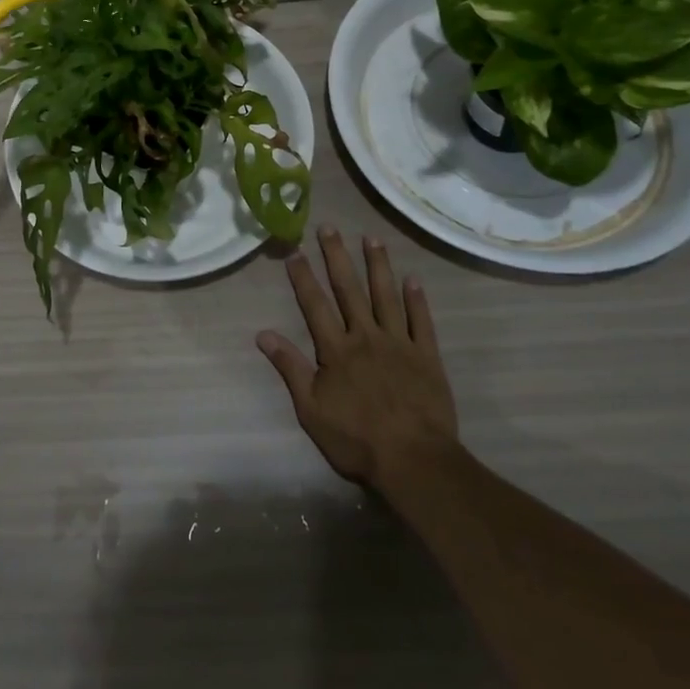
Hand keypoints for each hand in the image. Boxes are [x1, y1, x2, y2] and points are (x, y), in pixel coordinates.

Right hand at [256, 226, 458, 489]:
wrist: (415, 461)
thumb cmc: (357, 439)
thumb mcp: (311, 409)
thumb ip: (289, 368)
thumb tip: (262, 334)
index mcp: (336, 349)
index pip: (314, 304)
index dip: (303, 276)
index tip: (294, 251)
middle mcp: (366, 336)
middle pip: (349, 289)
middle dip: (336, 256)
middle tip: (329, 227)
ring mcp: (399, 344)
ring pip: (386, 296)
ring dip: (377, 265)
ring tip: (371, 238)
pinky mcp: (427, 357)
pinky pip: (422, 321)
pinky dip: (417, 299)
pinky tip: (413, 279)